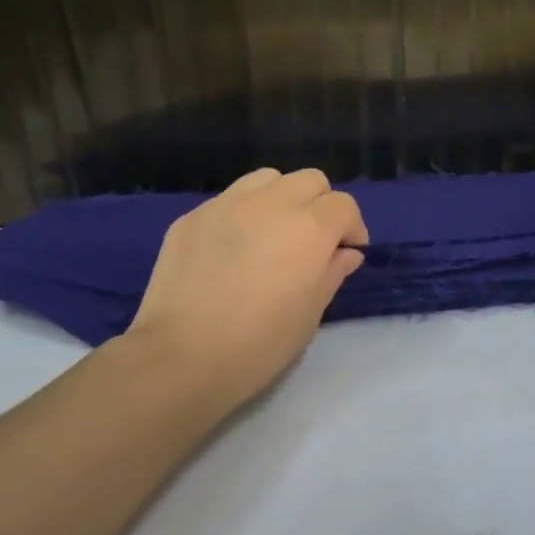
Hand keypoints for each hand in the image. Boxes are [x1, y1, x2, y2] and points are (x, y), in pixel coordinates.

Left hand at [126, 168, 367, 411]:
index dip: (352, 229)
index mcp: (309, 228)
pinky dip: (244, 214)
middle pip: (310, 180)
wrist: (182, 355)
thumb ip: (332, 273)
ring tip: (274, 234)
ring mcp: (227, 204)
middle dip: (321, 205)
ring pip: (268, 179)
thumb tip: (345, 253)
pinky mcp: (192, 216)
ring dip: (282, 199)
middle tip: (314, 242)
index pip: (344, 205)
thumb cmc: (260, 343)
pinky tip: (234, 249)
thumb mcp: (310, 314)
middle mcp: (271, 203)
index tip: (347, 254)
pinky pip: (229, 200)